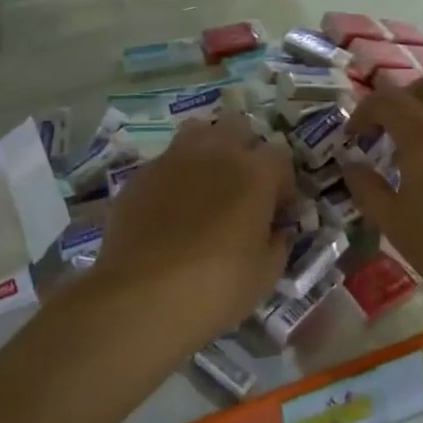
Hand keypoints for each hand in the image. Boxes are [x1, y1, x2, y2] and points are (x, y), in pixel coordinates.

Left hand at [84, 114, 294, 356]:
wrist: (140, 296)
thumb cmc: (215, 287)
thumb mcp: (264, 275)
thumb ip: (277, 243)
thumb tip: (275, 231)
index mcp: (254, 172)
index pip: (280, 156)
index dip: (282, 184)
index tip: (277, 212)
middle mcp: (215, 152)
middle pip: (238, 127)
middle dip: (245, 150)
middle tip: (242, 188)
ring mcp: (173, 158)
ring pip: (198, 132)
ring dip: (208, 150)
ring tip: (206, 186)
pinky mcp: (141, 173)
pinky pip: (165, 161)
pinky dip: (174, 175)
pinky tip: (169, 208)